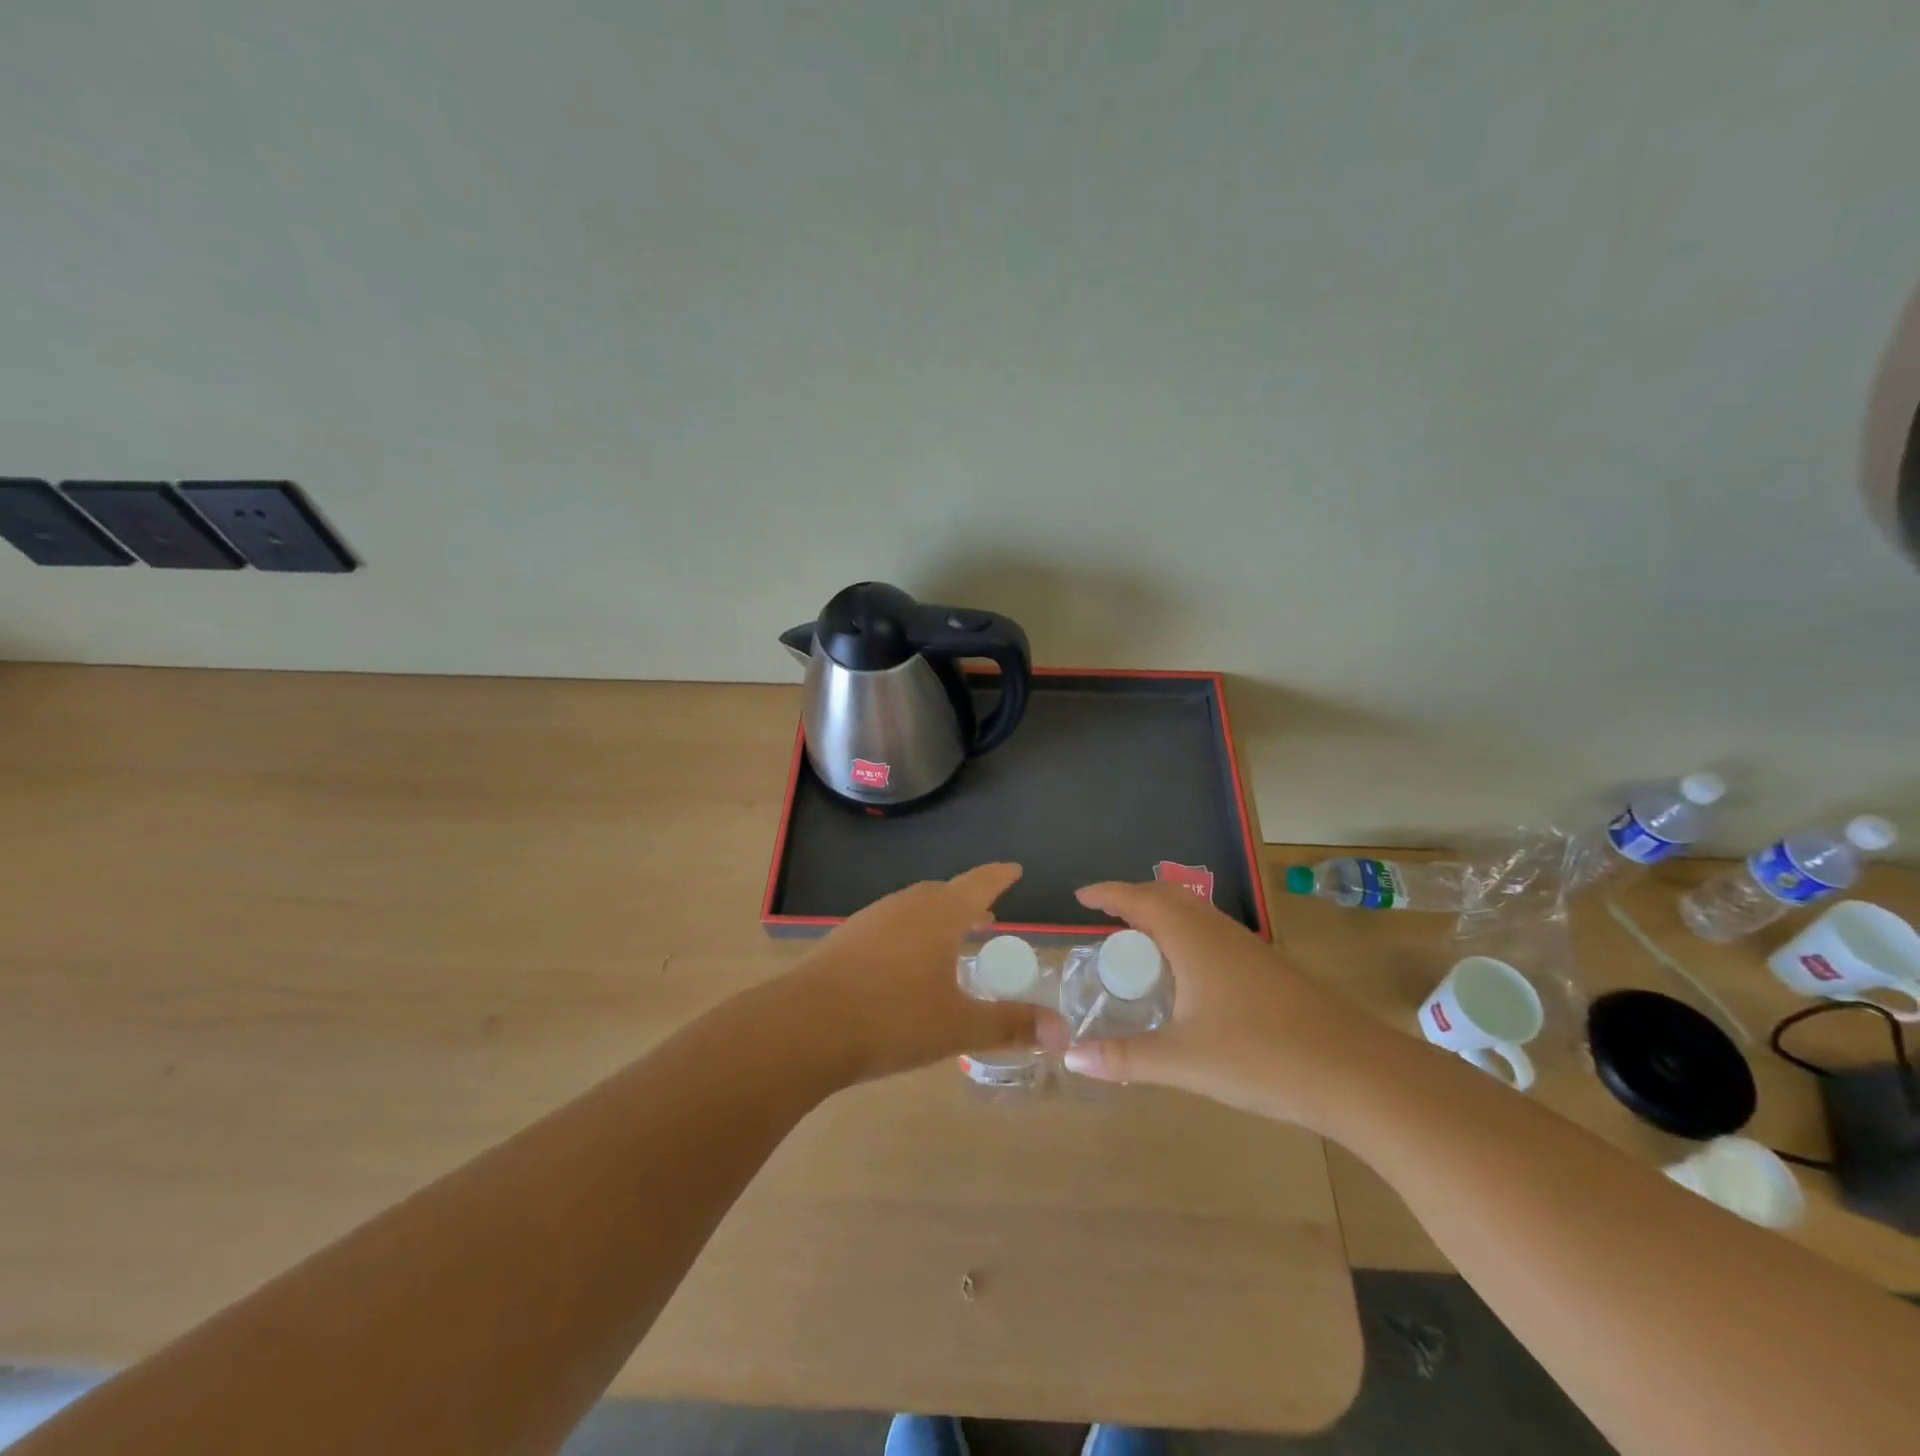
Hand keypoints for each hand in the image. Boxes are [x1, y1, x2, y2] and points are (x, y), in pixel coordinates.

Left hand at [794, 863, 1042, 1082]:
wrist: (804, 1025)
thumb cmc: (892, 1018)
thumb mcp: (958, 1026)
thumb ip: (1010, 1025)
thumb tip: (1063, 1032)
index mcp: (939, 914)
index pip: (979, 883)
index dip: (999, 876)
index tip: (1014, 869)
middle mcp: (905, 906)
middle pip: (944, 893)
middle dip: (968, 901)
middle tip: (986, 917)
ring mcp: (870, 919)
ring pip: (913, 908)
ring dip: (936, 918)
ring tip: (948, 942)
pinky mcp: (845, 938)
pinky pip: (889, 925)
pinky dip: (908, 934)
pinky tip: (903, 965)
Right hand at [1051, 881, 1376, 1129]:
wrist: (1355, 1072)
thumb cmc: (1260, 1057)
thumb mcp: (1182, 1061)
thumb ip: (1123, 1058)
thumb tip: (1070, 1057)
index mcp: (1191, 938)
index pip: (1138, 899)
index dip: (1106, 894)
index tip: (1079, 897)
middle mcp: (1218, 931)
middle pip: (1167, 896)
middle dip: (1132, 899)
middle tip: (1105, 919)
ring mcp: (1248, 947)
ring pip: (1195, 913)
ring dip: (1162, 916)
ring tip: (1138, 944)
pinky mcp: (1268, 967)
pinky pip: (1213, 933)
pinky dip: (1186, 936)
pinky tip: (1187, 975)